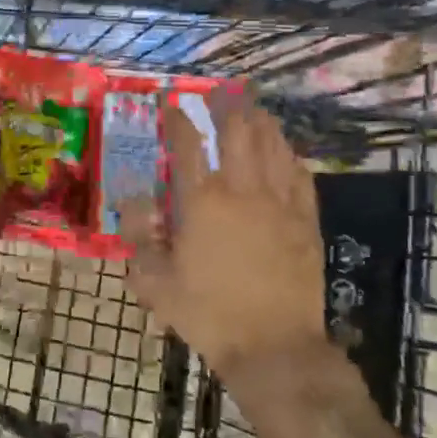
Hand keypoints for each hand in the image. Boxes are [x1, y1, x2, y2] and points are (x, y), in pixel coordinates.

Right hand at [118, 90, 337, 385]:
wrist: (273, 346)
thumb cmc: (207, 313)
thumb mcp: (154, 281)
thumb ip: (137, 236)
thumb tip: (131, 200)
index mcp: (202, 202)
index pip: (186, 146)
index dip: (176, 119)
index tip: (170, 103)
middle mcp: (242, 191)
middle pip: (237, 132)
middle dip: (226, 105)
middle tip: (217, 91)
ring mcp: (279, 203)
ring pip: (273, 145)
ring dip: (260, 120)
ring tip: (251, 106)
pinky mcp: (305, 220)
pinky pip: (299, 174)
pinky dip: (289, 153)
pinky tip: (285, 149)